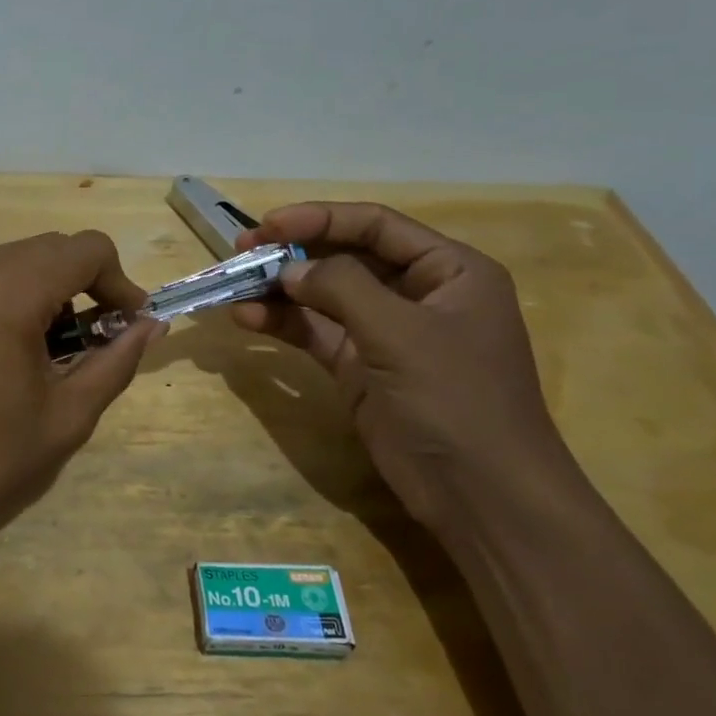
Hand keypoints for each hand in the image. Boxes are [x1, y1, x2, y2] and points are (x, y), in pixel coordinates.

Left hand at [0, 230, 158, 589]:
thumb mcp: (67, 415)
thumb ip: (116, 361)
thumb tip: (150, 326)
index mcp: (10, 288)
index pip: (88, 249)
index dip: (121, 282)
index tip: (129, 327)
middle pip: (53, 249)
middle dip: (87, 284)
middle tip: (99, 341)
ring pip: (18, 261)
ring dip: (51, 290)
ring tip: (56, 352)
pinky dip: (15, 297)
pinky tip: (14, 351)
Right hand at [231, 202, 574, 530]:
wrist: (481, 496)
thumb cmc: (455, 399)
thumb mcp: (401, 333)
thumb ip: (342, 288)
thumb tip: (288, 270)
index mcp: (448, 270)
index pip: (375, 226)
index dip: (319, 219)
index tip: (267, 225)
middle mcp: (417, 293)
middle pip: (345, 256)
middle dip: (293, 252)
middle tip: (242, 250)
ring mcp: (385, 332)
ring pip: (323, 295)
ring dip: (280, 289)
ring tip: (235, 284)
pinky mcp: (360, 367)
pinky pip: (315, 333)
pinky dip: (282, 324)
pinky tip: (247, 319)